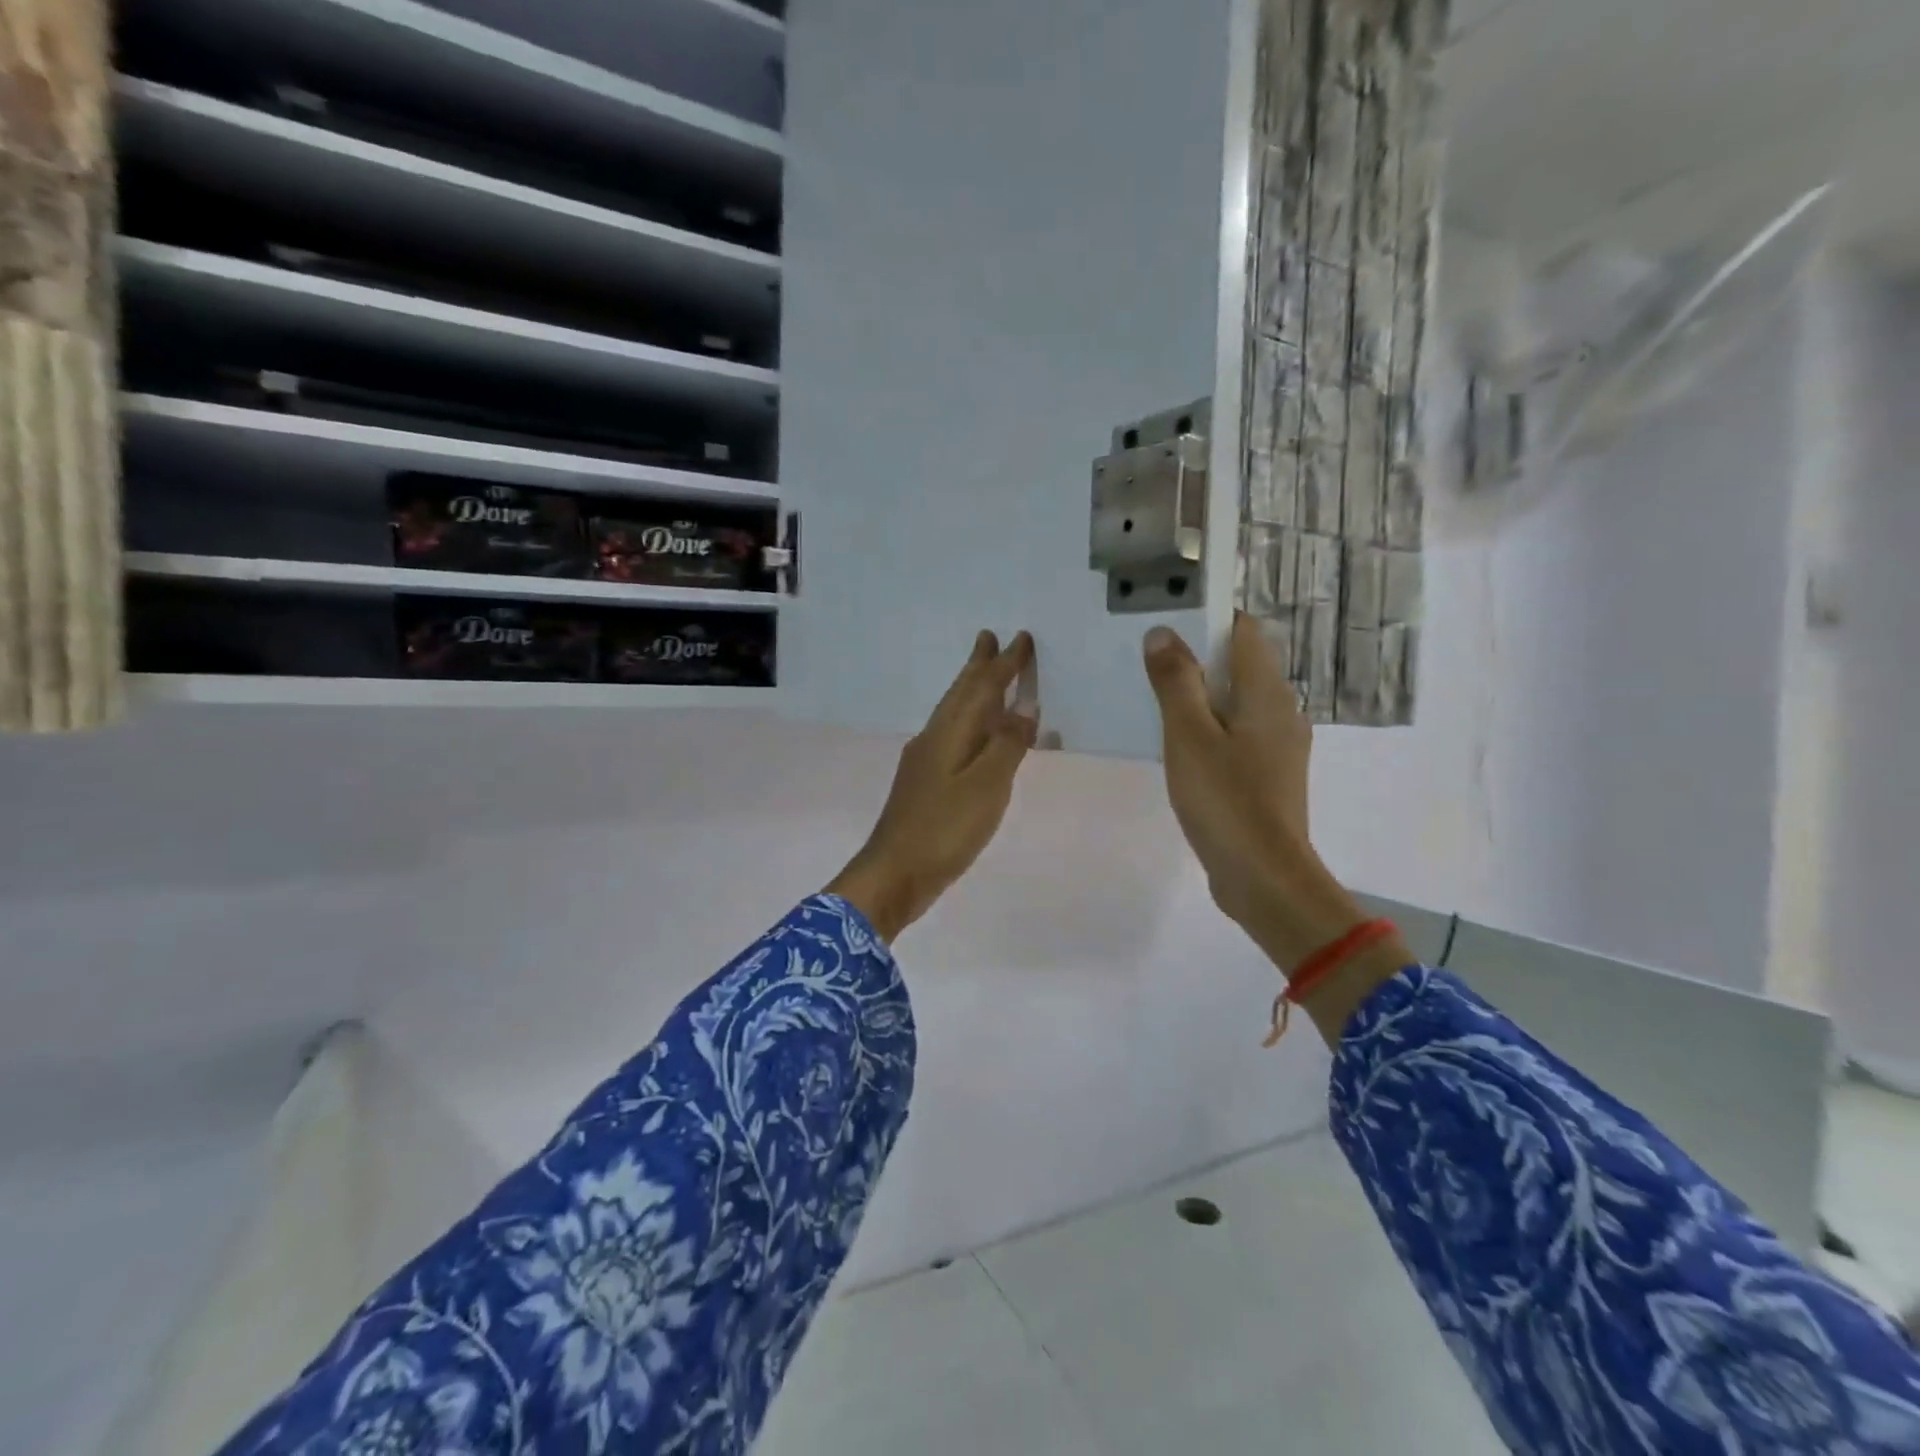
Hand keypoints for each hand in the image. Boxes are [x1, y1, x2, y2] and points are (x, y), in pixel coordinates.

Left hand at [826, 631, 1038, 940]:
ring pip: (956, 715)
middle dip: (978, 666)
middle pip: (960, 694)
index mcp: (949, 733)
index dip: (1003, 664)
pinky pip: (957, 740)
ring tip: (988, 677)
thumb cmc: (943, 829)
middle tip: (989, 638)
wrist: (894, 874)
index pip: (981, 687)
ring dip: (973, 692)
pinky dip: (975, 728)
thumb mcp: (985, 786)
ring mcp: (926, 762)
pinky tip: (982, 740)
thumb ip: (1006, 745)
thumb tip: (1024, 705)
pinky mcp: (926, 784)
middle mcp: (934, 739)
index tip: (1021, 637)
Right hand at [1143, 615, 1404, 1041]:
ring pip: (1236, 702)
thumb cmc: (1225, 800)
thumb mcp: (1189, 736)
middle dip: (1196, 657)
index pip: (1244, 631)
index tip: (1165, 620)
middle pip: (1239, 665)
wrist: (1264, 877)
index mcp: (1267, 693)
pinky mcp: (1267, 775)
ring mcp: (1277, 745)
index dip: (1207, 618)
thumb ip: (1176, 682)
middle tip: (1147, 659)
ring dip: (1199, 695)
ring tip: (1152, 697)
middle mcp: (1281, 710)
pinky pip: (1236, 734)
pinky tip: (1175, 744)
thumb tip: (1162, 633)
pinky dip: (1208, 728)